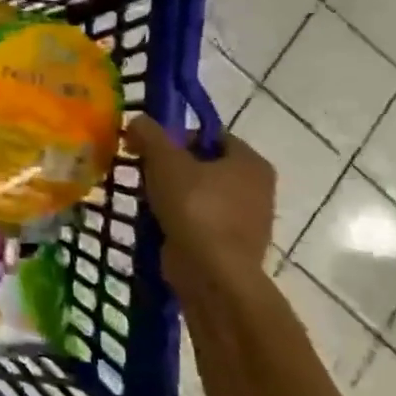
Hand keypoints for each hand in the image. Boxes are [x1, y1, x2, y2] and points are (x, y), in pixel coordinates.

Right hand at [124, 115, 274, 286]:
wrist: (213, 274)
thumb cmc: (196, 208)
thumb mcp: (165, 161)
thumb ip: (150, 135)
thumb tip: (137, 121)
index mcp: (251, 162)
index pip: (211, 135)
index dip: (177, 136)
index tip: (149, 148)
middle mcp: (257, 188)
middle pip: (204, 165)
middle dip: (172, 167)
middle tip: (143, 172)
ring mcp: (247, 221)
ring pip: (200, 195)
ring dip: (172, 195)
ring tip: (145, 200)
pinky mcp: (231, 247)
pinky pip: (199, 222)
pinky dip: (179, 221)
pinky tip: (156, 224)